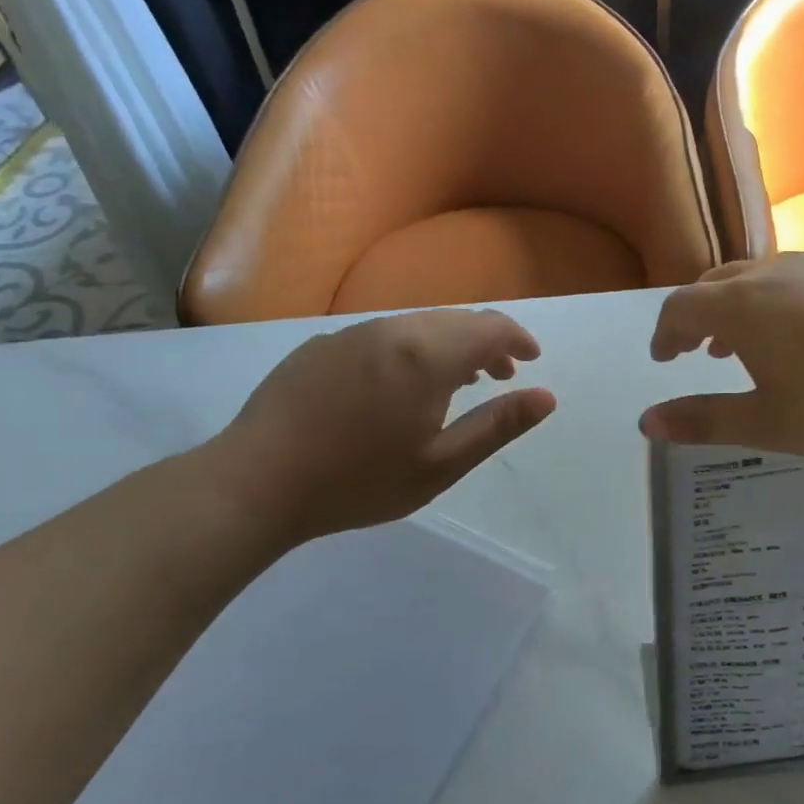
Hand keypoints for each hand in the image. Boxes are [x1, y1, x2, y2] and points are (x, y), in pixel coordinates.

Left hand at [203, 309, 555, 546]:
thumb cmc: (358, 481)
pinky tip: (400, 386)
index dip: (518, 339)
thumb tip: (546, 397)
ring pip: (418, 326)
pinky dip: (411, 350)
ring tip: (458, 381)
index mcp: (426, 355)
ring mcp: (351, 334)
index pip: (489, 328)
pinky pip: (383, 336)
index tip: (532, 360)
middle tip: (502, 375)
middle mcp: (392, 330)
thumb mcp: (441, 464)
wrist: (256, 482)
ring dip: (448, 345)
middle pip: (455, 321)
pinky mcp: (321, 346)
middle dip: (487, 342)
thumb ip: (497, 426)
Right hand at [641, 254, 803, 455]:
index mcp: (741, 307)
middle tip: (699, 352)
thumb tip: (646, 422)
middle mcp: (771, 272)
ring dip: (739, 307)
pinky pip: (798, 277)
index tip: (664, 359)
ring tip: (748, 344)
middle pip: (715, 285)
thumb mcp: (769, 424)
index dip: (664, 334)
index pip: (679, 308)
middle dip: (698, 318)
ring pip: (758, 277)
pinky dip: (779, 300)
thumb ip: (704, 421)